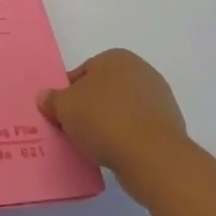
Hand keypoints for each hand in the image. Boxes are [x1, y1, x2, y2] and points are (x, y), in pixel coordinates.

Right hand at [37, 49, 188, 189]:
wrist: (153, 157)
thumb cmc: (104, 120)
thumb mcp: (65, 107)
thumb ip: (52, 99)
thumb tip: (45, 97)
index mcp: (116, 58)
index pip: (83, 73)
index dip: (68, 94)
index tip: (61, 114)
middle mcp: (141, 72)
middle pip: (104, 90)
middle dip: (90, 108)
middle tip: (74, 129)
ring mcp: (159, 100)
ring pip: (122, 110)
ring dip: (109, 124)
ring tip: (94, 146)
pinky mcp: (170, 127)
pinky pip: (138, 129)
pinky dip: (127, 138)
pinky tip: (116, 153)